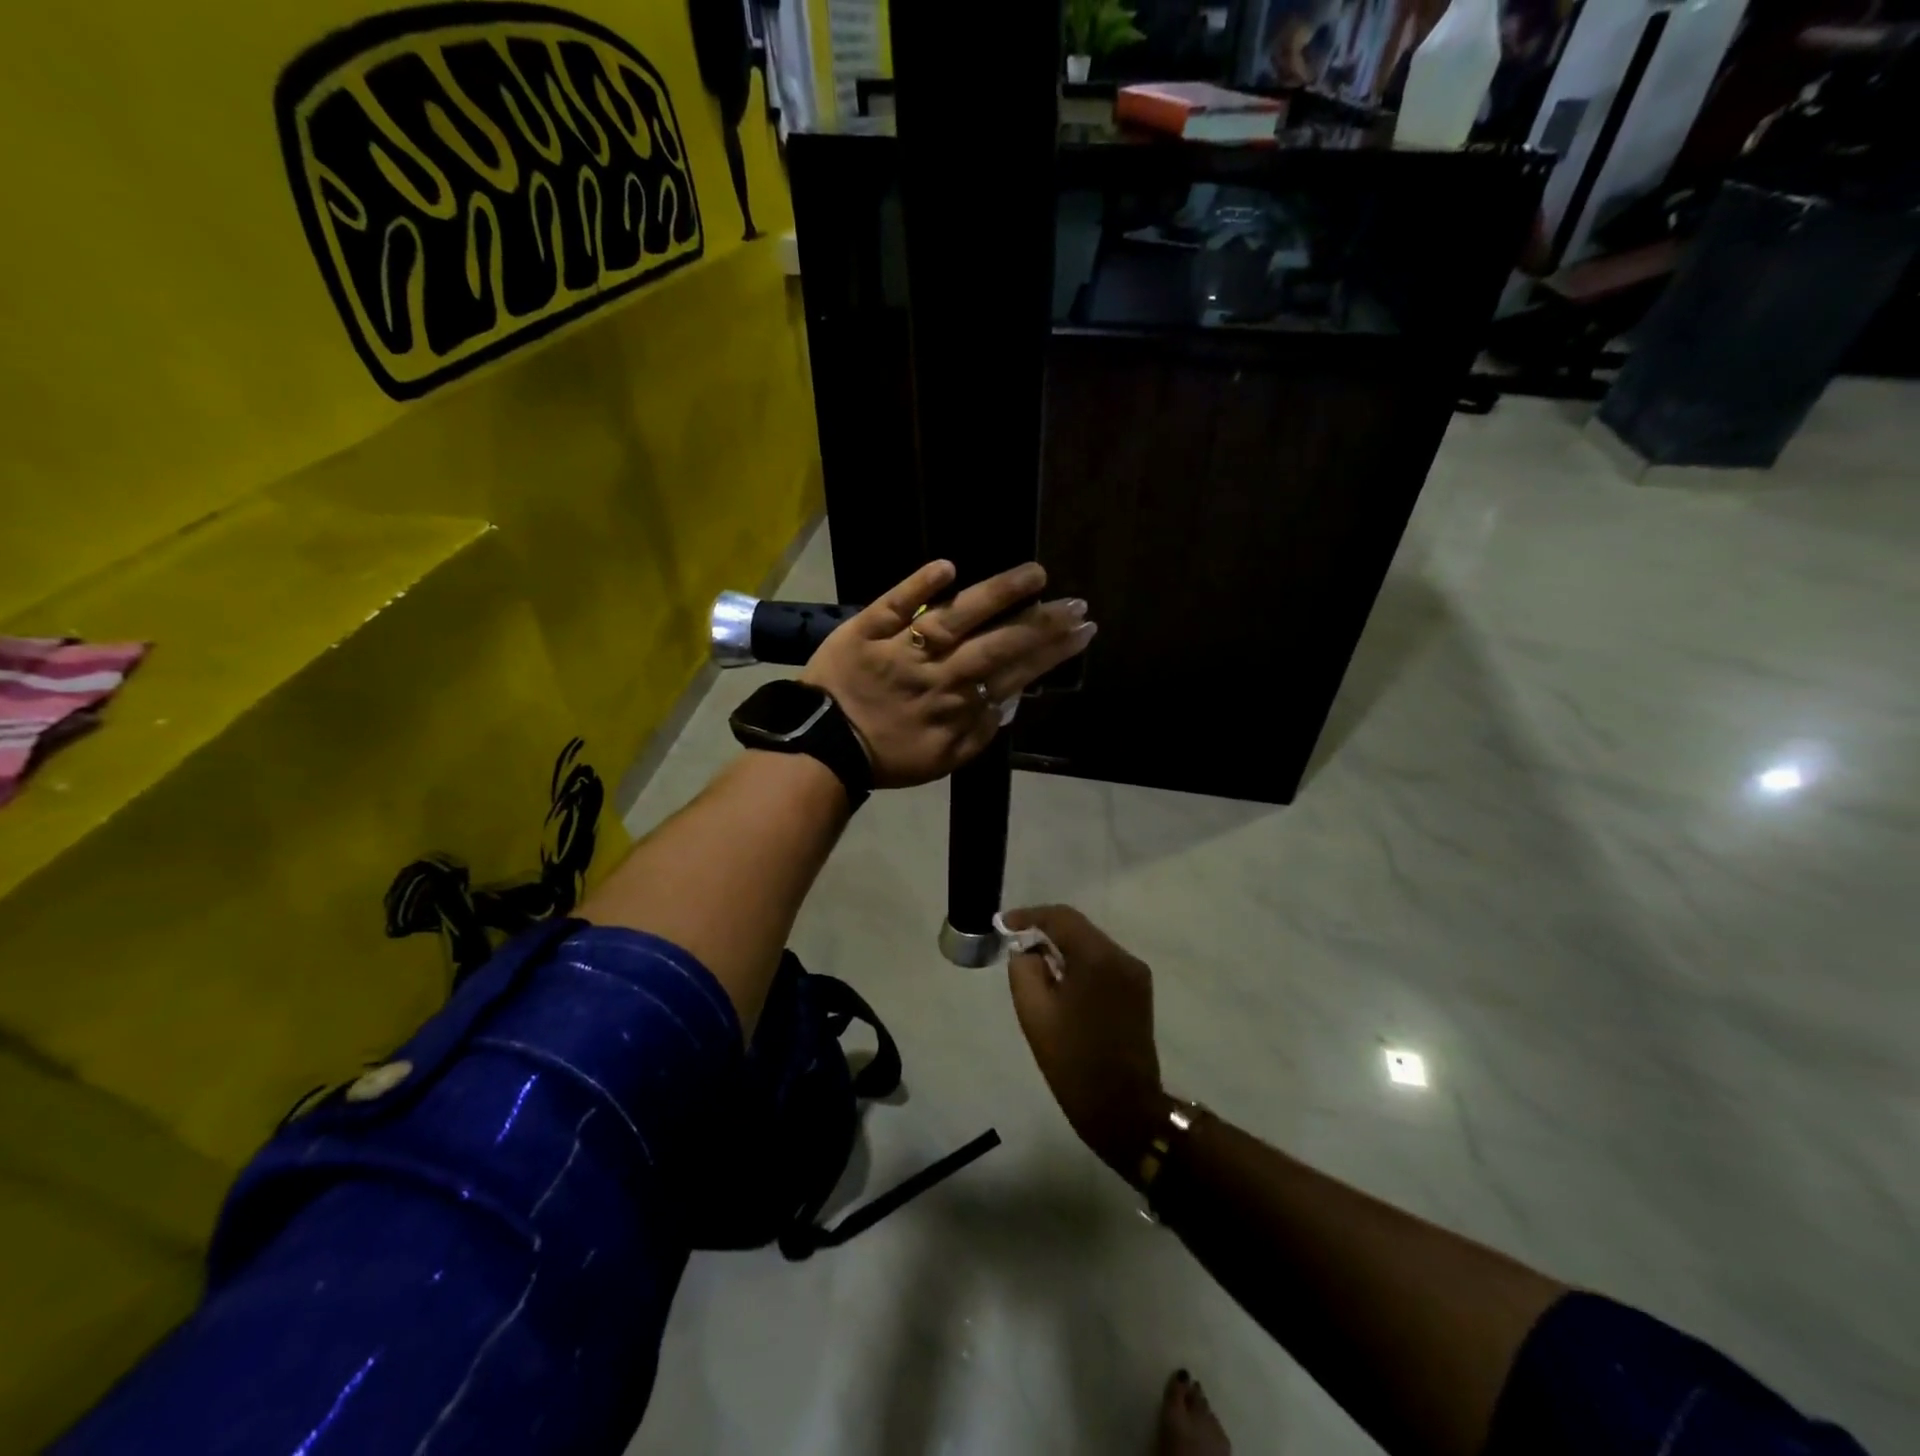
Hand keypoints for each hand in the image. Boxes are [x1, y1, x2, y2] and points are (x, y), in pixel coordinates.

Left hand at [801, 560, 1095, 789]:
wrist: (821, 747)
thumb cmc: (885, 756)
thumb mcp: (942, 760)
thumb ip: (979, 733)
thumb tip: (1009, 699)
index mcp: (957, 705)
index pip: (1014, 672)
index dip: (1051, 651)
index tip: (1084, 630)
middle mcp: (938, 673)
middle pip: (996, 643)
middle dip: (1041, 623)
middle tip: (1076, 603)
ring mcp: (902, 648)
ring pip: (955, 617)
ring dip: (996, 594)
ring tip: (1035, 574)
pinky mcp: (867, 630)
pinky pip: (894, 604)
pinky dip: (919, 585)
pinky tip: (948, 567)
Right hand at [1003, 905, 1169, 1184]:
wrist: (1123, 1108)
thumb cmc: (1073, 1061)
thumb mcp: (1034, 1013)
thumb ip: (1024, 969)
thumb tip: (1027, 950)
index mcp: (1098, 958)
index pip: (1062, 917)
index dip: (1029, 915)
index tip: (1003, 925)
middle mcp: (1123, 957)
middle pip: (1079, 928)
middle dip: (1046, 931)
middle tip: (1015, 943)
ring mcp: (1136, 974)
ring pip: (1092, 945)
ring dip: (1063, 948)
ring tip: (1034, 964)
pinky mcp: (1139, 991)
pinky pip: (1103, 963)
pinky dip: (1080, 964)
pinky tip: (1061, 981)